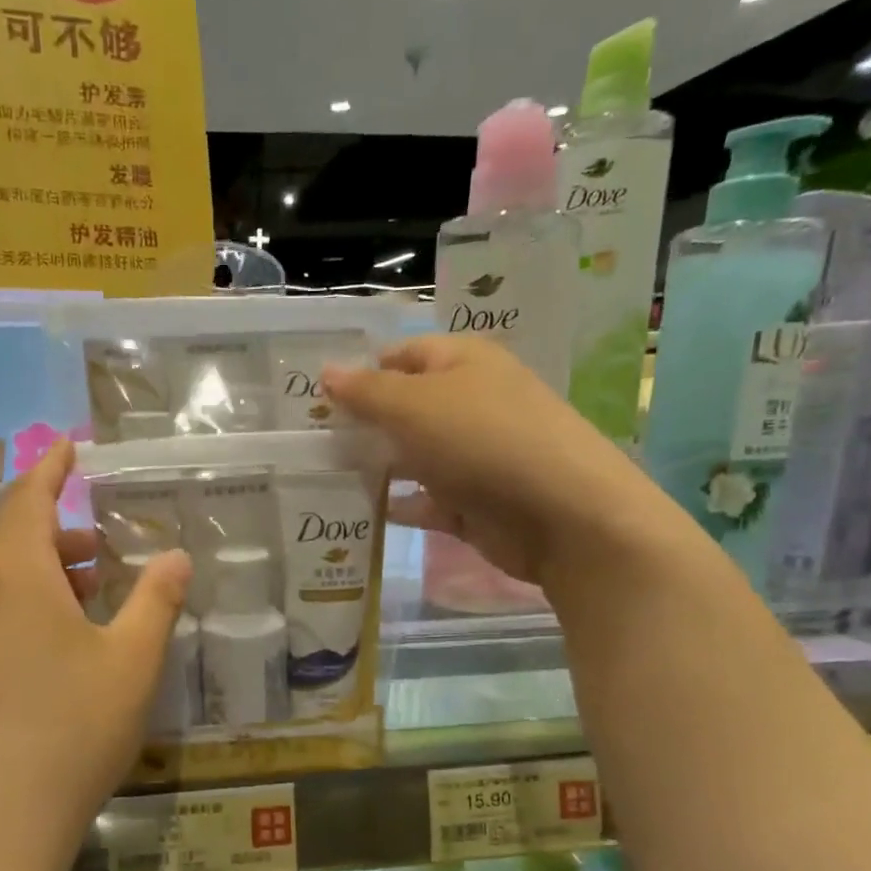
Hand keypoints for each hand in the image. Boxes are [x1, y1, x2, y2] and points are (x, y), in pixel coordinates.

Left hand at [0, 441, 190, 870]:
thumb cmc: (72, 732)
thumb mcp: (132, 663)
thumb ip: (156, 600)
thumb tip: (176, 556)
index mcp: (10, 572)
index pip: (29, 498)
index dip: (53, 469)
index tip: (69, 446)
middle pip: (14, 545)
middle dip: (62, 543)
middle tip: (107, 558)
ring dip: (41, 582)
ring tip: (87, 607)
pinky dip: (15, 614)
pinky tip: (46, 652)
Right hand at [323, 334, 657, 588]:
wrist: (560, 514)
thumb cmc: (482, 441)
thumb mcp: (414, 405)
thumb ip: (366, 391)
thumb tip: (326, 372)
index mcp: (463, 364)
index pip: (403, 356)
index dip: (362, 372)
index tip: (316, 399)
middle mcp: (469, 404)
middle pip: (405, 408)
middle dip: (363, 423)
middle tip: (310, 442)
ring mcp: (473, 456)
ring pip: (413, 456)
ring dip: (376, 466)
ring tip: (323, 477)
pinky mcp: (473, 503)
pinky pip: (426, 501)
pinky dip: (398, 505)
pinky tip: (361, 512)